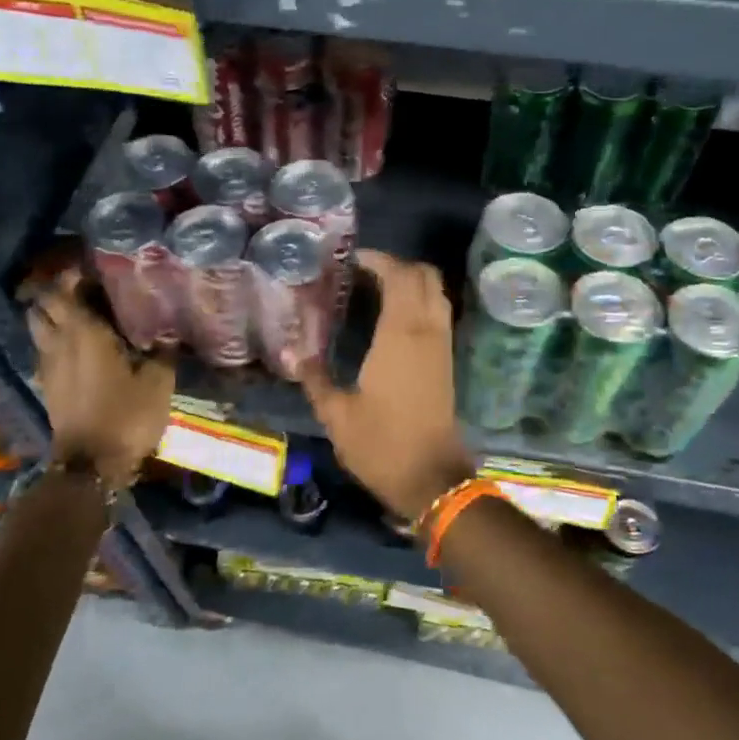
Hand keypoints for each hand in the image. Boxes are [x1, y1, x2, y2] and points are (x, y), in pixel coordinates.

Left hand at [29, 269, 174, 487]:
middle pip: (42, 305)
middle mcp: (58, 342)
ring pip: (38, 328)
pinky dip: (55, 341)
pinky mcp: (47, 386)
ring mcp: (48, 365)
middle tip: (86, 290)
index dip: (74, 275)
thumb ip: (163, 351)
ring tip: (80, 316)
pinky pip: (44, 350)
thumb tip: (169, 331)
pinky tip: (78, 348)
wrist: (91, 465)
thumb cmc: (126, 416)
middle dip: (57, 292)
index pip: (64, 289)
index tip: (95, 269)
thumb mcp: (158, 382)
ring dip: (52, 316)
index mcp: (83, 332)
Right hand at [298, 251, 476, 523]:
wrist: (432, 479)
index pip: (399, 276)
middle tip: (364, 272)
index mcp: (400, 335)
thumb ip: (314, 377)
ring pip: (437, 292)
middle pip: (425, 275)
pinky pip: (439, 313)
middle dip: (397, 265)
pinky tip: (393, 319)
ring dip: (412, 281)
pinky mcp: (447, 361)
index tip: (353, 260)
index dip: (379, 260)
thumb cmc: (382, 444)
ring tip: (376, 289)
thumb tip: (291, 352)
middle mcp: (427, 331)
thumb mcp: (337, 414)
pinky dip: (421, 301)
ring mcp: (442, 345)